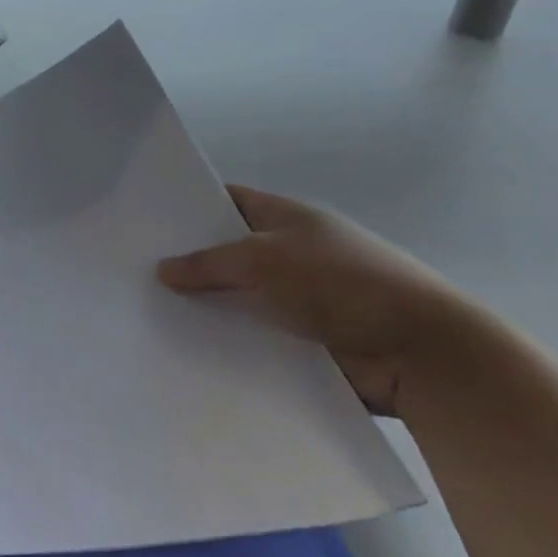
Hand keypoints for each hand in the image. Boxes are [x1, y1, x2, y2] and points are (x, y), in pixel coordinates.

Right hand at [157, 186, 486, 415]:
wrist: (422, 355)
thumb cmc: (344, 284)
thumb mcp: (265, 259)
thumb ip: (210, 262)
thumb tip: (163, 269)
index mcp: (287, 219)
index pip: (228, 201)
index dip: (190, 207)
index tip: (147, 220)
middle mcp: (290, 255)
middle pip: (228, 253)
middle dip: (189, 262)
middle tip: (134, 270)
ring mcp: (298, 299)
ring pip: (237, 298)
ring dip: (206, 307)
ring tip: (147, 312)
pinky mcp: (302, 342)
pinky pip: (253, 336)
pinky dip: (227, 341)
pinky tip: (184, 347)